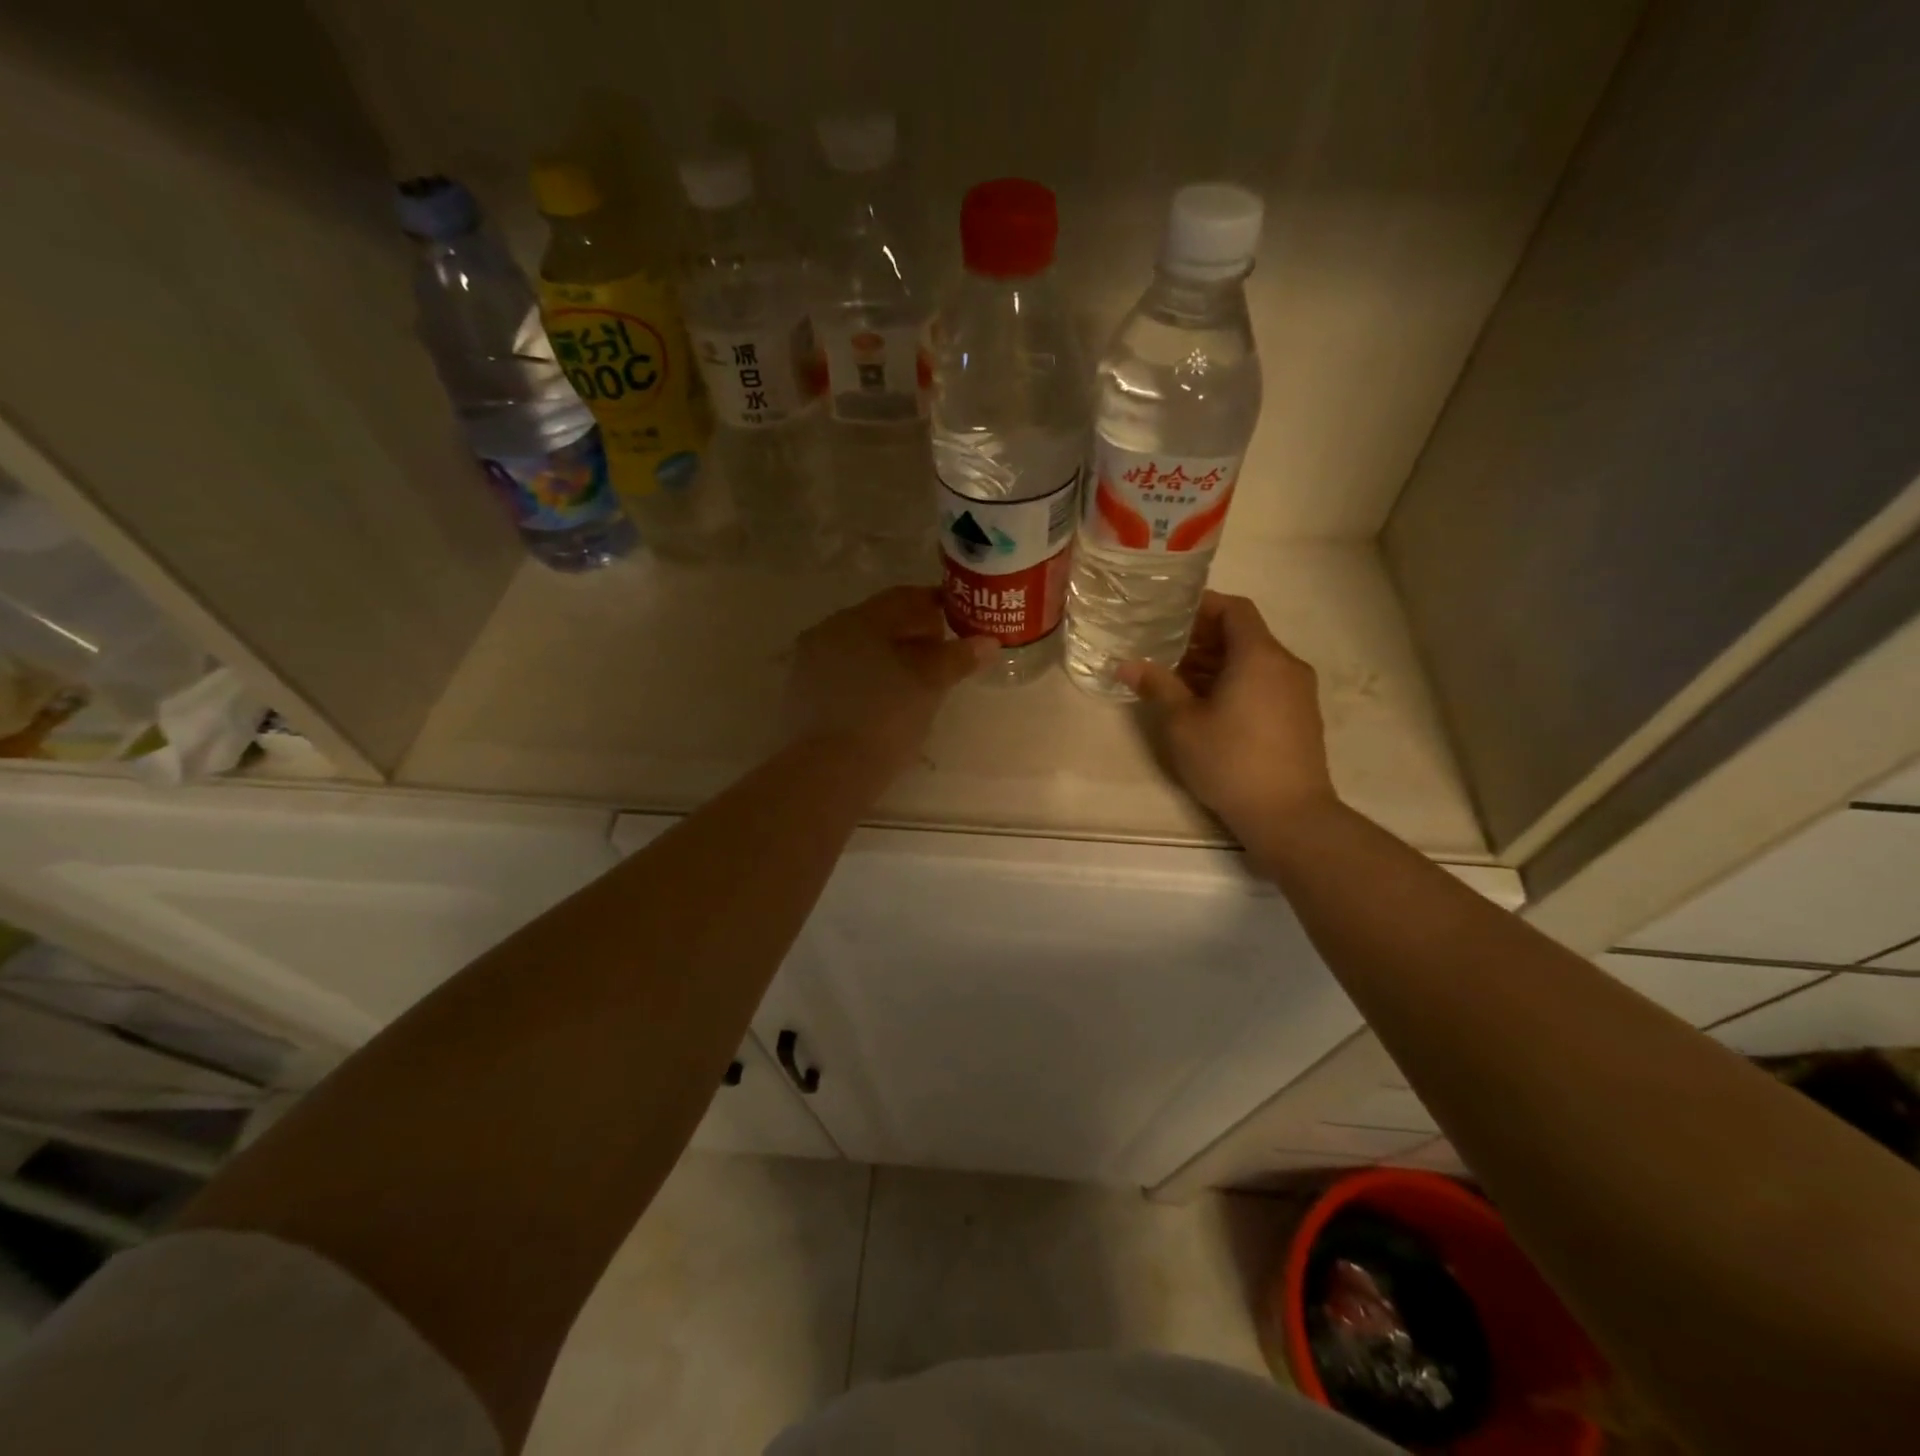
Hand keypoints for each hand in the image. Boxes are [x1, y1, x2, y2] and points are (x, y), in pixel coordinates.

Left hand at [786, 586, 990, 778]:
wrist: (828, 771)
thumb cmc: (884, 718)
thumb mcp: (929, 685)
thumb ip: (957, 658)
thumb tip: (988, 642)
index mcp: (859, 619)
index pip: (903, 598)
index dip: (935, 606)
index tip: (958, 623)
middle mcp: (828, 631)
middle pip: (880, 622)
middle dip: (914, 634)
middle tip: (943, 656)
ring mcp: (809, 663)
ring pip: (860, 648)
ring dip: (890, 657)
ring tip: (918, 682)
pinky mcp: (802, 694)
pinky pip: (844, 673)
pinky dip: (868, 678)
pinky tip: (885, 701)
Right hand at [1118, 591, 1337, 837]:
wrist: (1289, 815)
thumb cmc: (1230, 761)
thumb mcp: (1183, 723)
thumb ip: (1157, 686)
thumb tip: (1126, 664)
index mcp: (1259, 656)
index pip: (1234, 609)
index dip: (1202, 605)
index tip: (1170, 613)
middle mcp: (1286, 664)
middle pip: (1244, 634)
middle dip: (1204, 637)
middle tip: (1164, 647)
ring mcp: (1298, 691)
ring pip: (1254, 661)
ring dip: (1218, 662)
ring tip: (1179, 678)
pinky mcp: (1301, 716)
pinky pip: (1265, 682)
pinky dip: (1236, 681)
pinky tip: (1208, 705)